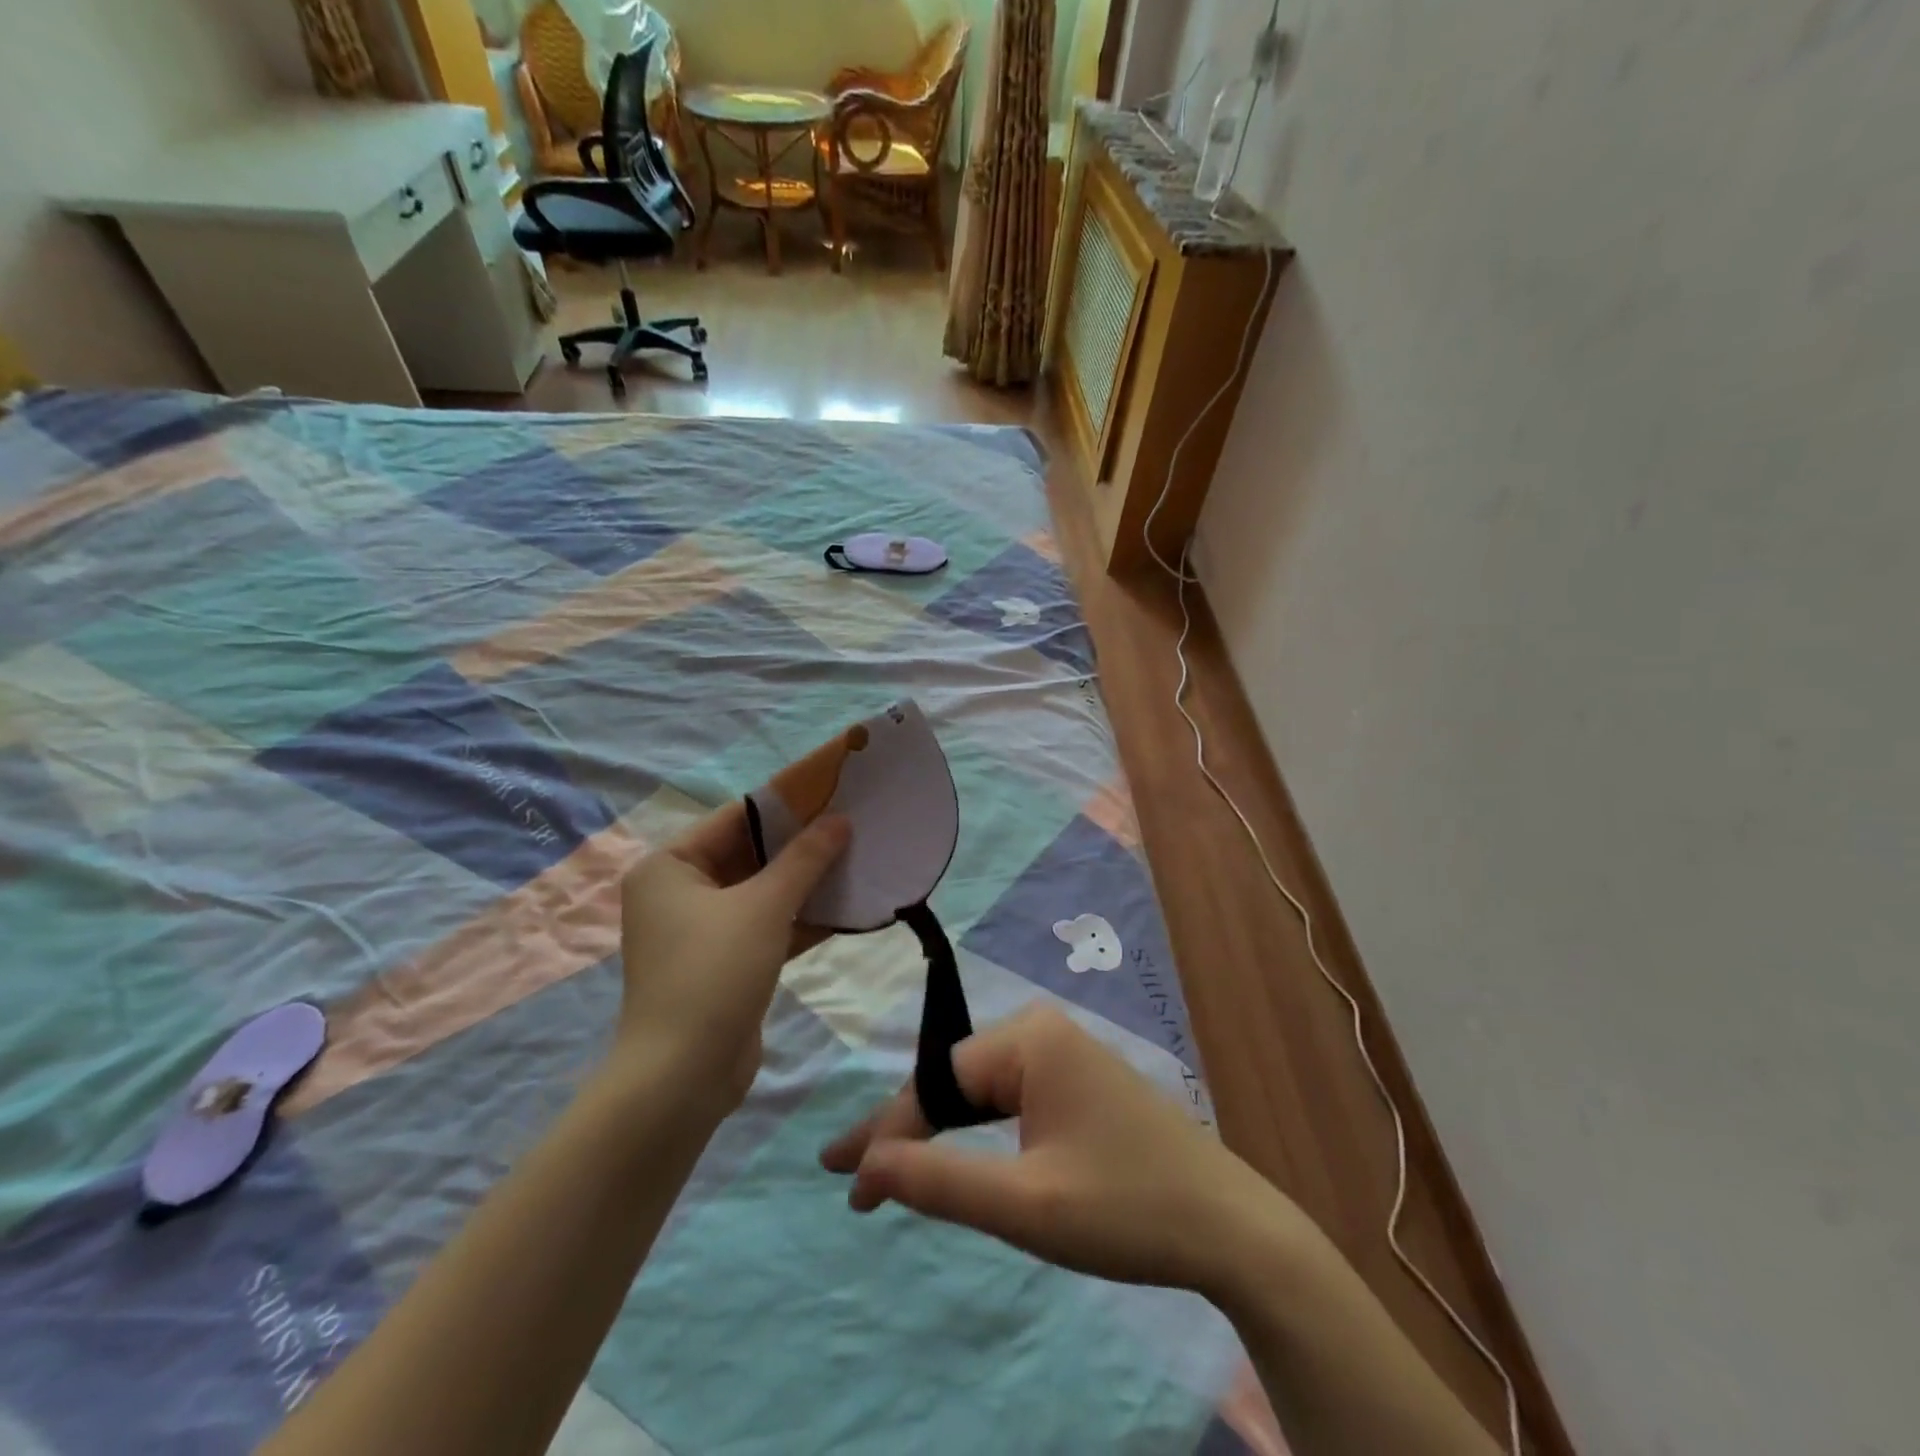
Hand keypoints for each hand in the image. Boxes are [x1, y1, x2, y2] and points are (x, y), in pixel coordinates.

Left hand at [617, 803, 848, 1113]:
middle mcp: (679, 892)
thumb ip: (805, 859)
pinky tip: (846, 907)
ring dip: (806, 882)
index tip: (833, 791)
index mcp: (670, 866)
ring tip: (858, 860)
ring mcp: (701, 931)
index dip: (786, 804)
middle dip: (801, 845)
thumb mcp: (764, 906)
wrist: (683, 1077)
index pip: (735, 818)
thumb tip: (840, 819)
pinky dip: (800, 917)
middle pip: (750, 854)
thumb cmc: (714, 972)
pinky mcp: (725, 963)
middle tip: (852, 825)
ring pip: (762, 892)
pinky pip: (766, 926)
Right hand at [819, 1006, 1304, 1301]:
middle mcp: (1042, 1030)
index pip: (937, 1081)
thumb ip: (940, 1181)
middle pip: (954, 1080)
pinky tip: (952, 1149)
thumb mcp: (1025, 1206)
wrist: (1230, 1227)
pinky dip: (975, 1130)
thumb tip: (866, 1165)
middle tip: (851, 1175)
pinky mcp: (1078, 1079)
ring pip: (979, 1091)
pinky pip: (1009, 1097)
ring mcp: (1064, 1052)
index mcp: (1030, 1040)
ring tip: (887, 1167)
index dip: (888, 1134)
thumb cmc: (1126, 1210)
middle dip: (905, 1129)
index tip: (844, 1182)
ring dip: (936, 1130)